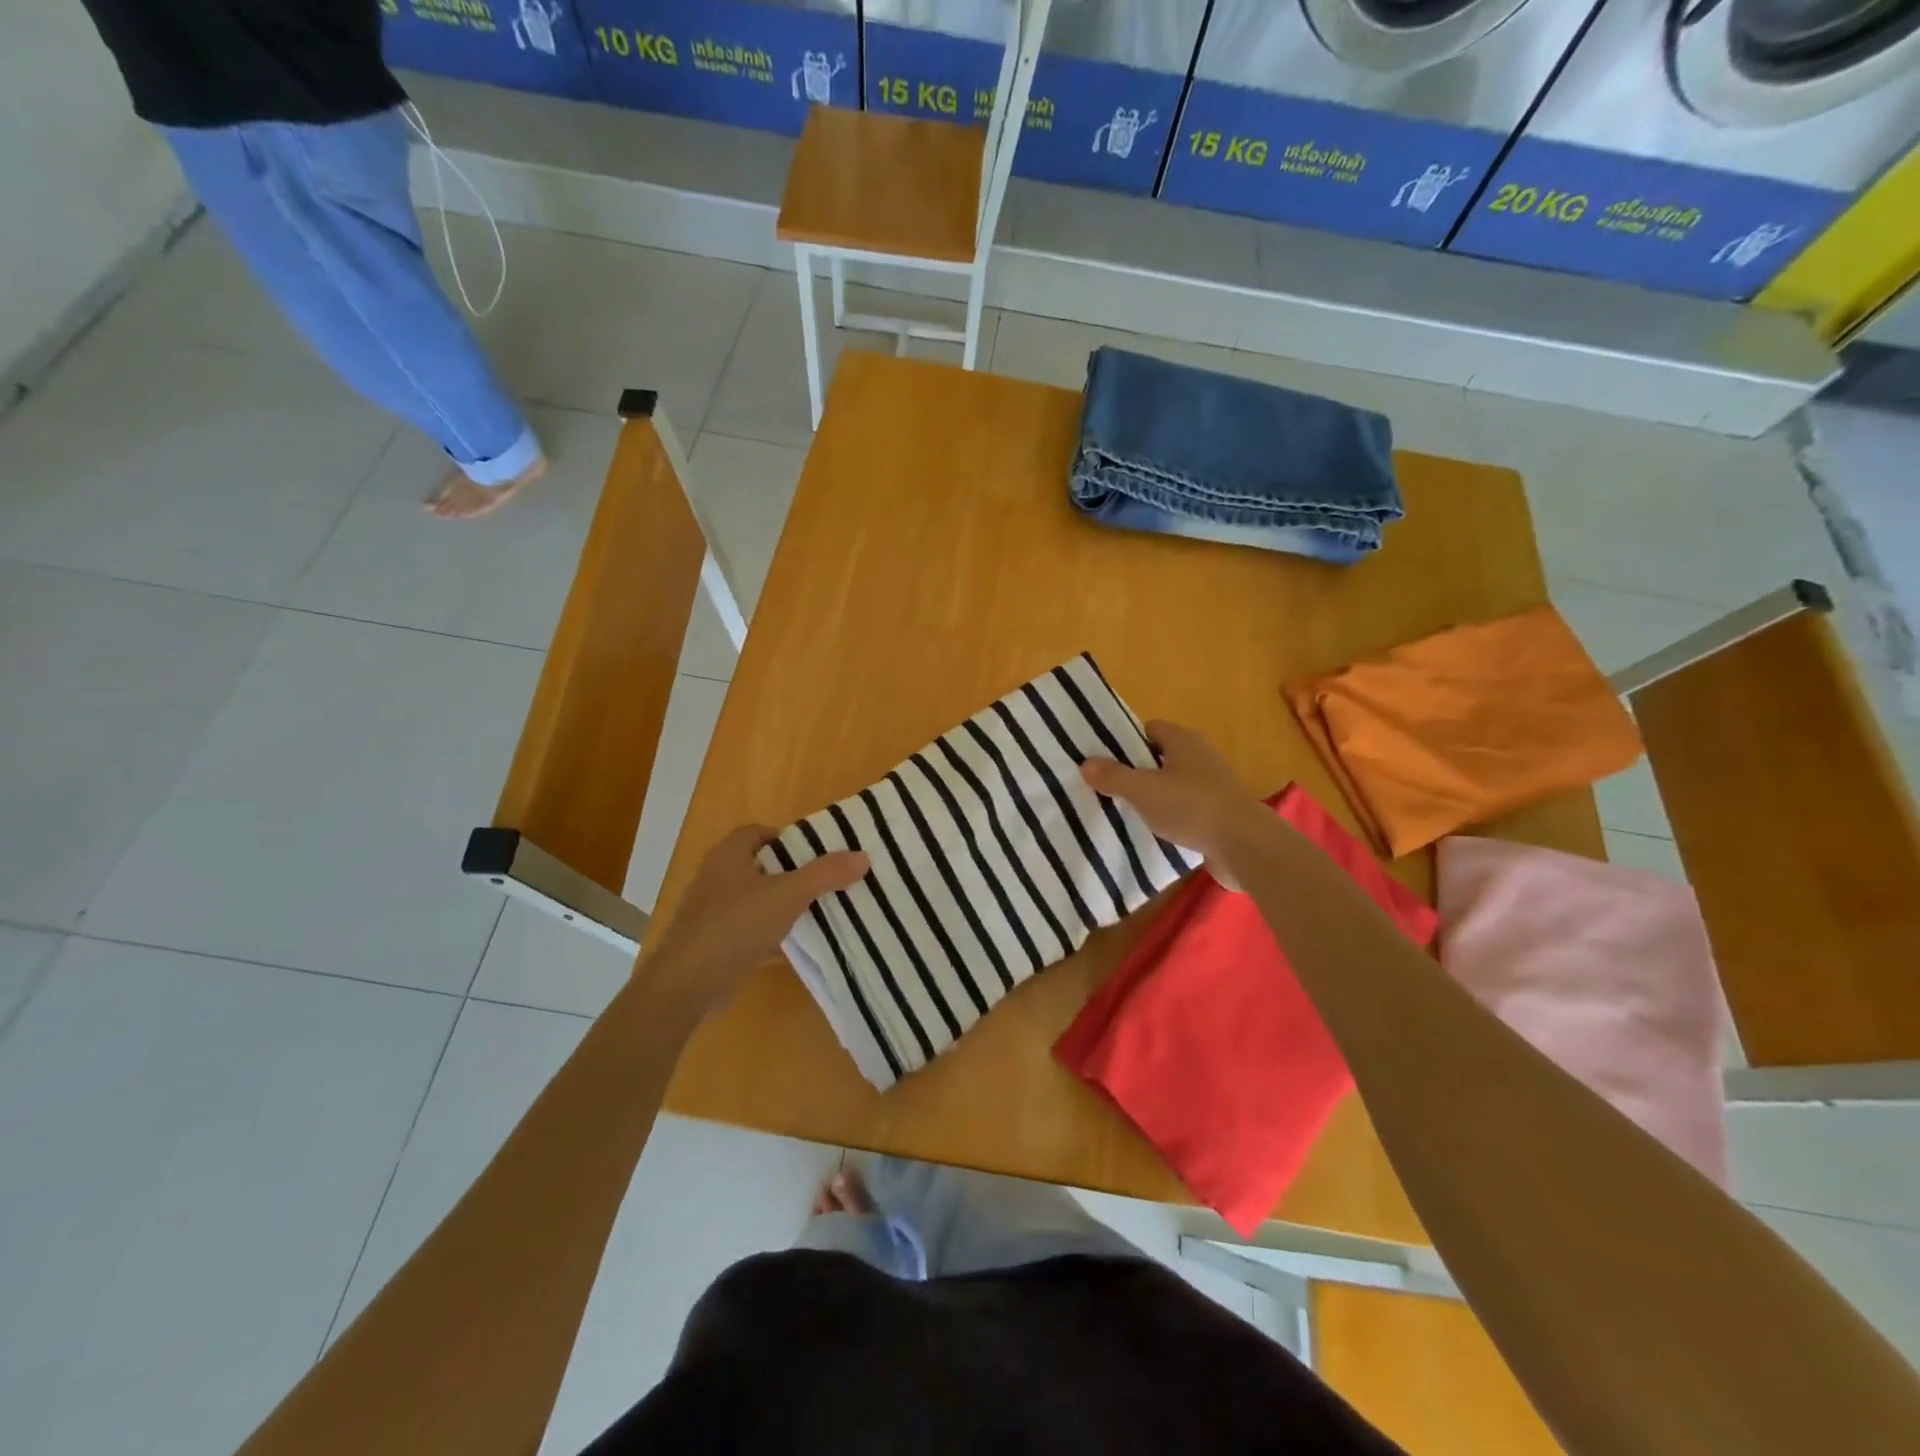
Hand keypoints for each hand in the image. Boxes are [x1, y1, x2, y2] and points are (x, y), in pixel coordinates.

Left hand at [641, 825, 867, 1014]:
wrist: (688, 984)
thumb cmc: (735, 924)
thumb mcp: (788, 894)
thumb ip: (825, 875)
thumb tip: (863, 856)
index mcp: (727, 857)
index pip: (755, 833)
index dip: (783, 838)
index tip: (812, 851)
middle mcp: (716, 881)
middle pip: (757, 868)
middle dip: (788, 873)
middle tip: (822, 880)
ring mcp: (712, 916)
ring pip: (754, 904)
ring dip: (780, 907)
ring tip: (817, 912)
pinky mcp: (714, 948)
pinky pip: (749, 936)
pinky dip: (770, 939)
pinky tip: (796, 948)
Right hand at [1081, 721, 1271, 890]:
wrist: (1245, 845)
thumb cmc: (1191, 806)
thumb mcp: (1142, 790)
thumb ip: (1113, 776)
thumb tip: (1086, 764)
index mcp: (1184, 740)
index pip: (1149, 730)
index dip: (1125, 743)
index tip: (1103, 761)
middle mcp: (1200, 756)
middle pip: (1159, 758)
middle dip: (1135, 771)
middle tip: (1107, 788)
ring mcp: (1212, 786)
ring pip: (1172, 785)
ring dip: (1152, 797)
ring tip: (1124, 812)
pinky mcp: (1218, 813)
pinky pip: (1185, 809)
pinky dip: (1169, 817)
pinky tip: (1152, 832)